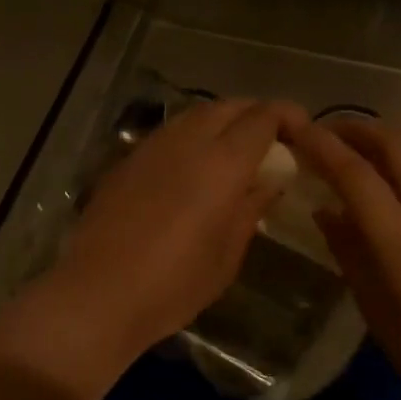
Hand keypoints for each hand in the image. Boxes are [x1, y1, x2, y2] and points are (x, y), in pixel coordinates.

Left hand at [0, 98, 307, 399]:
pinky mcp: (127, 160)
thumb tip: (268, 182)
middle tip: (271, 140)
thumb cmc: (174, 283)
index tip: (301, 131)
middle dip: (254, 114)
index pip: (262, 117)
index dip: (286, 116)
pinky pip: (170, 133)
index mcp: (222, 162)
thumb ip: (251, 208)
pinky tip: (193, 167)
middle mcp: (187, 141)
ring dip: (221, 121)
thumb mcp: (227, 254)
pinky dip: (192, 137)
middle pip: (228, 107)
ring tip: (235, 150)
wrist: (99, 293)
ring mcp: (152, 146)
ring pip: (195, 114)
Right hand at [290, 118, 400, 399]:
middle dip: (358, 130)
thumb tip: (325, 211)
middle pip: (395, 145)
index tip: (298, 129)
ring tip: (365, 152)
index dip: (322, 147)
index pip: (355, 175)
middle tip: (330, 133)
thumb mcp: (375, 309)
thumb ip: (349, 252)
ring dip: (390, 142)